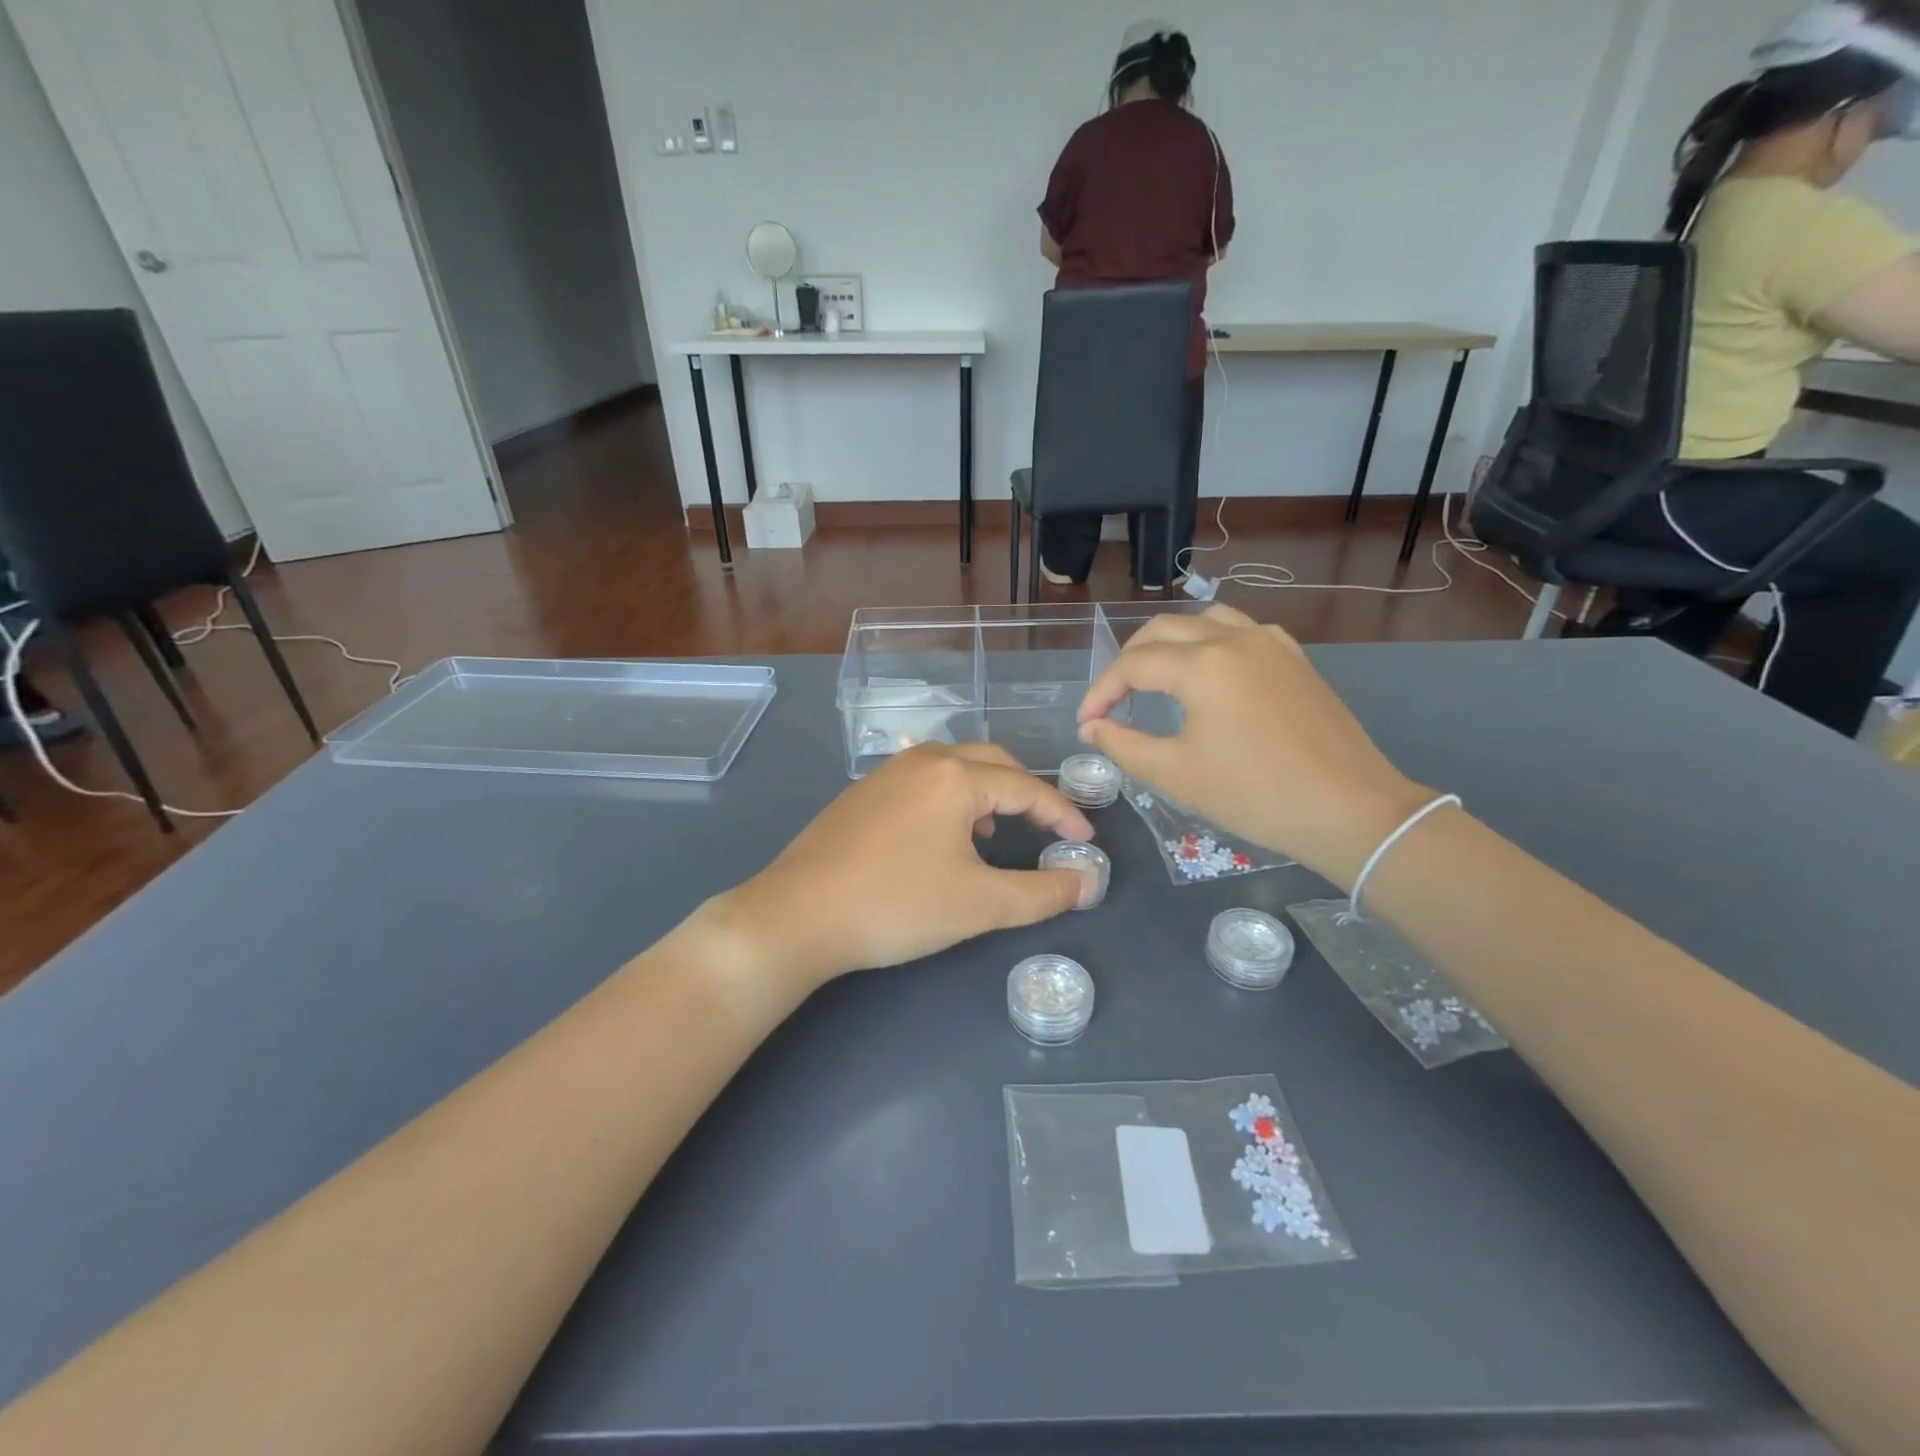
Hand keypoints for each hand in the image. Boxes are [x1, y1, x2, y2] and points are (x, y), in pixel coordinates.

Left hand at [713, 743, 1093, 992]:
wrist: (796, 915)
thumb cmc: (897, 905)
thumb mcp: (980, 905)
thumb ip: (1042, 893)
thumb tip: (1089, 883)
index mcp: (955, 776)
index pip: (1028, 787)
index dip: (1063, 814)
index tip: (1085, 841)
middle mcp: (923, 761)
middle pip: (991, 762)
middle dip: (1026, 791)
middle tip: (1046, 827)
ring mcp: (885, 774)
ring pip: (952, 767)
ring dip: (985, 791)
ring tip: (995, 831)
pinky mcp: (861, 794)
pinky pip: (921, 781)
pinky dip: (949, 798)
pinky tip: (941, 837)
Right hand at [1077, 605, 1429, 885]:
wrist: (1349, 809)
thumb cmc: (1255, 794)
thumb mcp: (1176, 774)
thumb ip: (1123, 744)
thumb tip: (1092, 727)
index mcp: (1202, 665)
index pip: (1132, 664)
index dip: (1101, 692)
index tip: (1086, 723)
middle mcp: (1234, 638)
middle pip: (1163, 629)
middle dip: (1129, 661)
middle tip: (1113, 699)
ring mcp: (1270, 643)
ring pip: (1204, 620)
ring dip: (1169, 642)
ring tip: (1156, 677)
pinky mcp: (1294, 658)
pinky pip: (1240, 630)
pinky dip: (1210, 642)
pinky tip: (1209, 675)